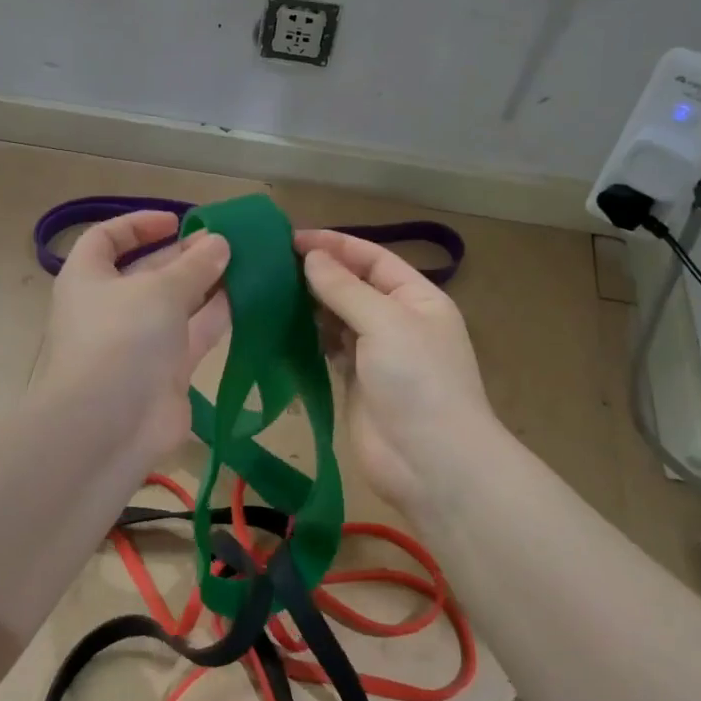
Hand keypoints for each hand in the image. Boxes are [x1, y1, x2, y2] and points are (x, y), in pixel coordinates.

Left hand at [35, 211, 230, 468]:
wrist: (111, 425)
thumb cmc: (122, 338)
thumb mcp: (160, 290)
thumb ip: (194, 265)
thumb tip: (219, 243)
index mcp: (88, 278)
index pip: (106, 239)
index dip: (138, 225)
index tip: (176, 221)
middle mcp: (110, 308)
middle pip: (148, 271)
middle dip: (184, 256)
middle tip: (225, 243)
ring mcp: (139, 342)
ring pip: (176, 304)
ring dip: (207, 284)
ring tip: (245, 263)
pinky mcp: (167, 372)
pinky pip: (194, 335)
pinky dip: (217, 317)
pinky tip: (249, 298)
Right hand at [296, 229, 496, 514]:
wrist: (431, 462)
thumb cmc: (417, 380)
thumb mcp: (386, 322)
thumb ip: (345, 289)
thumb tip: (311, 258)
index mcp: (417, 298)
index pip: (373, 259)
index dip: (335, 245)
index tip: (291, 238)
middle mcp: (397, 321)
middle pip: (353, 286)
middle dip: (318, 273)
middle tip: (271, 264)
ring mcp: (376, 354)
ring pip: (337, 318)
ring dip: (309, 304)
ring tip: (268, 290)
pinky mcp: (354, 382)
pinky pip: (328, 349)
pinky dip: (307, 336)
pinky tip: (280, 325)